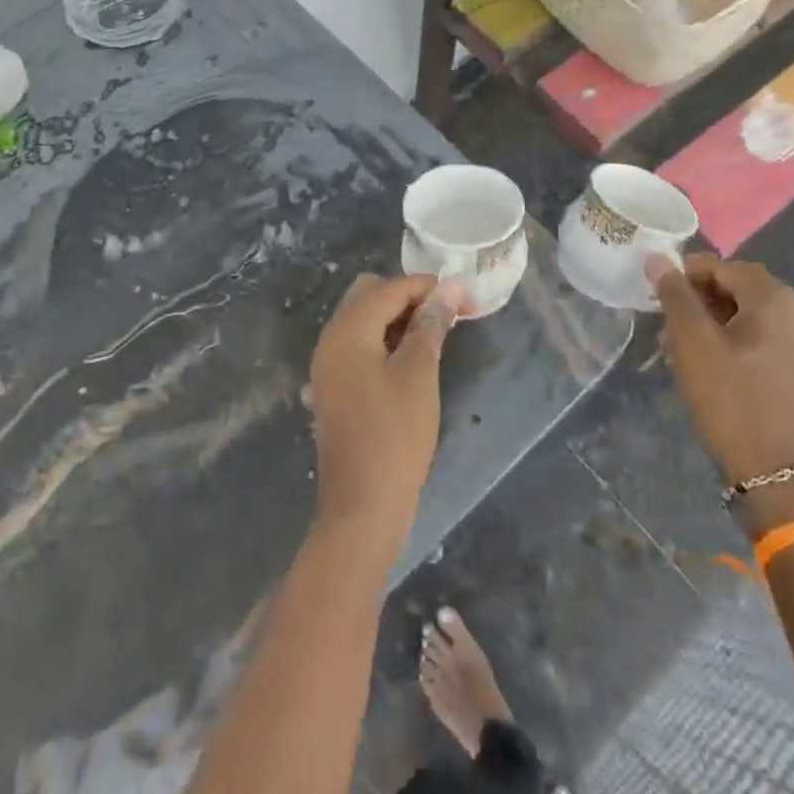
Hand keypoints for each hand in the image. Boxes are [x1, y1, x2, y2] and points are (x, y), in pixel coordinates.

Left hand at [306, 273, 462, 554]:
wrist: (362, 507)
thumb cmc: (394, 434)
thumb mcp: (419, 373)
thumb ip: (431, 324)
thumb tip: (451, 287)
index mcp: (347, 329)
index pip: (389, 287)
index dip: (427, 286)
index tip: (464, 294)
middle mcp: (331, 339)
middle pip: (369, 295)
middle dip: (408, 296)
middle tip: (447, 313)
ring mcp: (329, 365)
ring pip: (364, 320)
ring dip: (397, 319)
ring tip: (436, 333)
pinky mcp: (335, 387)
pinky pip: (360, 346)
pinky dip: (385, 341)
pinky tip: (412, 358)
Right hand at [649, 253, 793, 485]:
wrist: (771, 468)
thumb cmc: (728, 396)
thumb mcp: (692, 340)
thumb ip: (674, 293)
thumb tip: (658, 258)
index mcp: (777, 300)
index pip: (724, 267)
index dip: (687, 272)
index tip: (657, 290)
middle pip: (740, 286)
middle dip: (701, 294)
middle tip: (667, 314)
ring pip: (751, 311)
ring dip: (715, 315)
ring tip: (682, 337)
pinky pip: (765, 333)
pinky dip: (736, 334)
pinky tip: (710, 354)